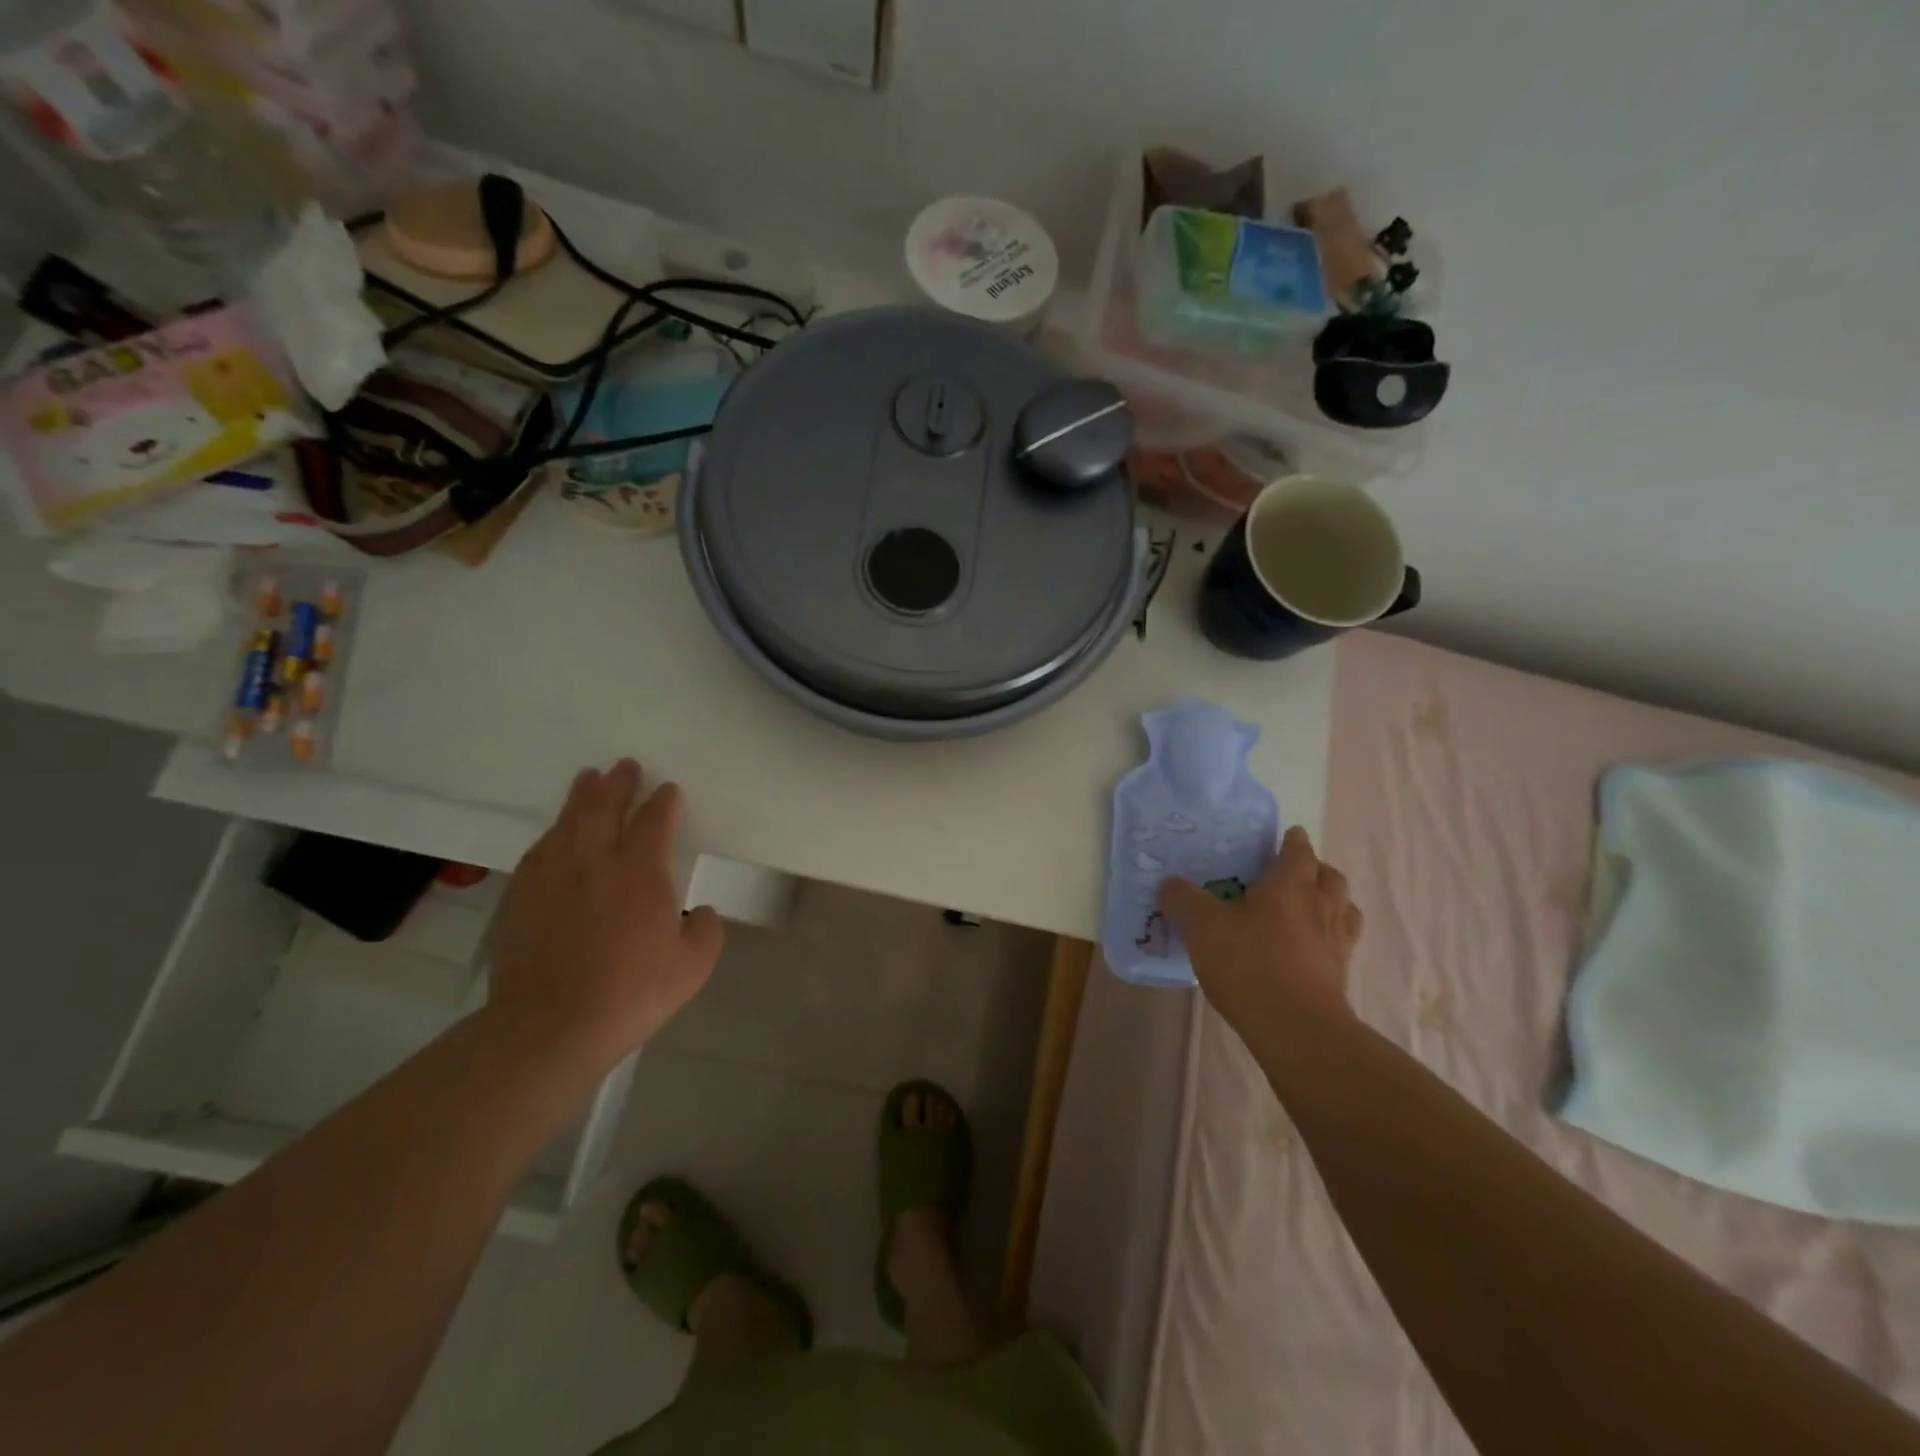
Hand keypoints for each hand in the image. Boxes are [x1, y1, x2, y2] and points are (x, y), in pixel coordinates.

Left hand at [487, 759, 722, 1069]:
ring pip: (567, 822)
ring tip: (588, 779)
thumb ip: (705, 931)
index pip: (654, 821)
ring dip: (581, 796)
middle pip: (604, 807)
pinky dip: (554, 832)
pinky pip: (540, 850)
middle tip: (625, 765)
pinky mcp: (521, 897)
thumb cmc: (630, 994)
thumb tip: (699, 912)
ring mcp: (552, 877)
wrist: (549, 1028)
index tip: (669, 790)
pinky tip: (556, 832)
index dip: (664, 801)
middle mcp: (594, 862)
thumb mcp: (692, 967)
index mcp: (640, 873)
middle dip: (618, 783)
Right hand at [1157, 827, 1362, 1046]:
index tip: (1280, 839)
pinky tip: (1305, 950)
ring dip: (1329, 903)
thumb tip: (1169, 885)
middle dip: (1314, 870)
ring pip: (1344, 909)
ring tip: (1304, 911)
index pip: (1298, 849)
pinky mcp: (1340, 976)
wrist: (1296, 1029)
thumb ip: (1182, 899)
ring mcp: (1336, 942)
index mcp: (1291, 883)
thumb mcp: (1202, 926)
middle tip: (1289, 874)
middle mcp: (1322, 906)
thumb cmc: (1249, 963)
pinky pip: (1339, 944)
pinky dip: (1327, 938)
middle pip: (1330, 876)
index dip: (1290, 840)